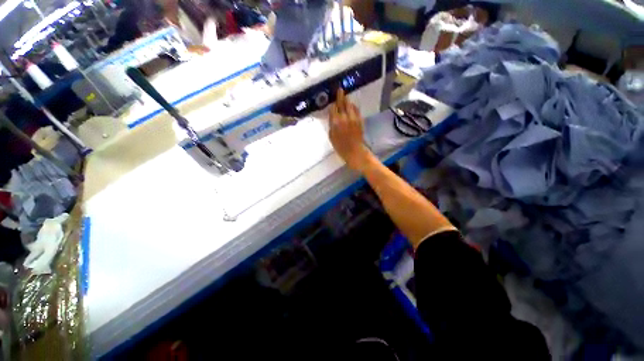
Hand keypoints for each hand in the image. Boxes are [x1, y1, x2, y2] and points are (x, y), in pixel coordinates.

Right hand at [329, 89, 373, 171]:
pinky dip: (353, 107)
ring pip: (350, 105)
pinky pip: (356, 110)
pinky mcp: (360, 120)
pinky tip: (352, 106)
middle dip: (340, 96)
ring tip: (345, 97)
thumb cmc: (340, 146)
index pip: (333, 108)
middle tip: (339, 90)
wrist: (354, 151)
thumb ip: (331, 124)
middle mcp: (344, 117)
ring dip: (347, 100)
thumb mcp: (331, 136)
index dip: (332, 103)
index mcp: (335, 122)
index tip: (332, 100)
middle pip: (342, 103)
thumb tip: (332, 116)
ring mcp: (353, 118)